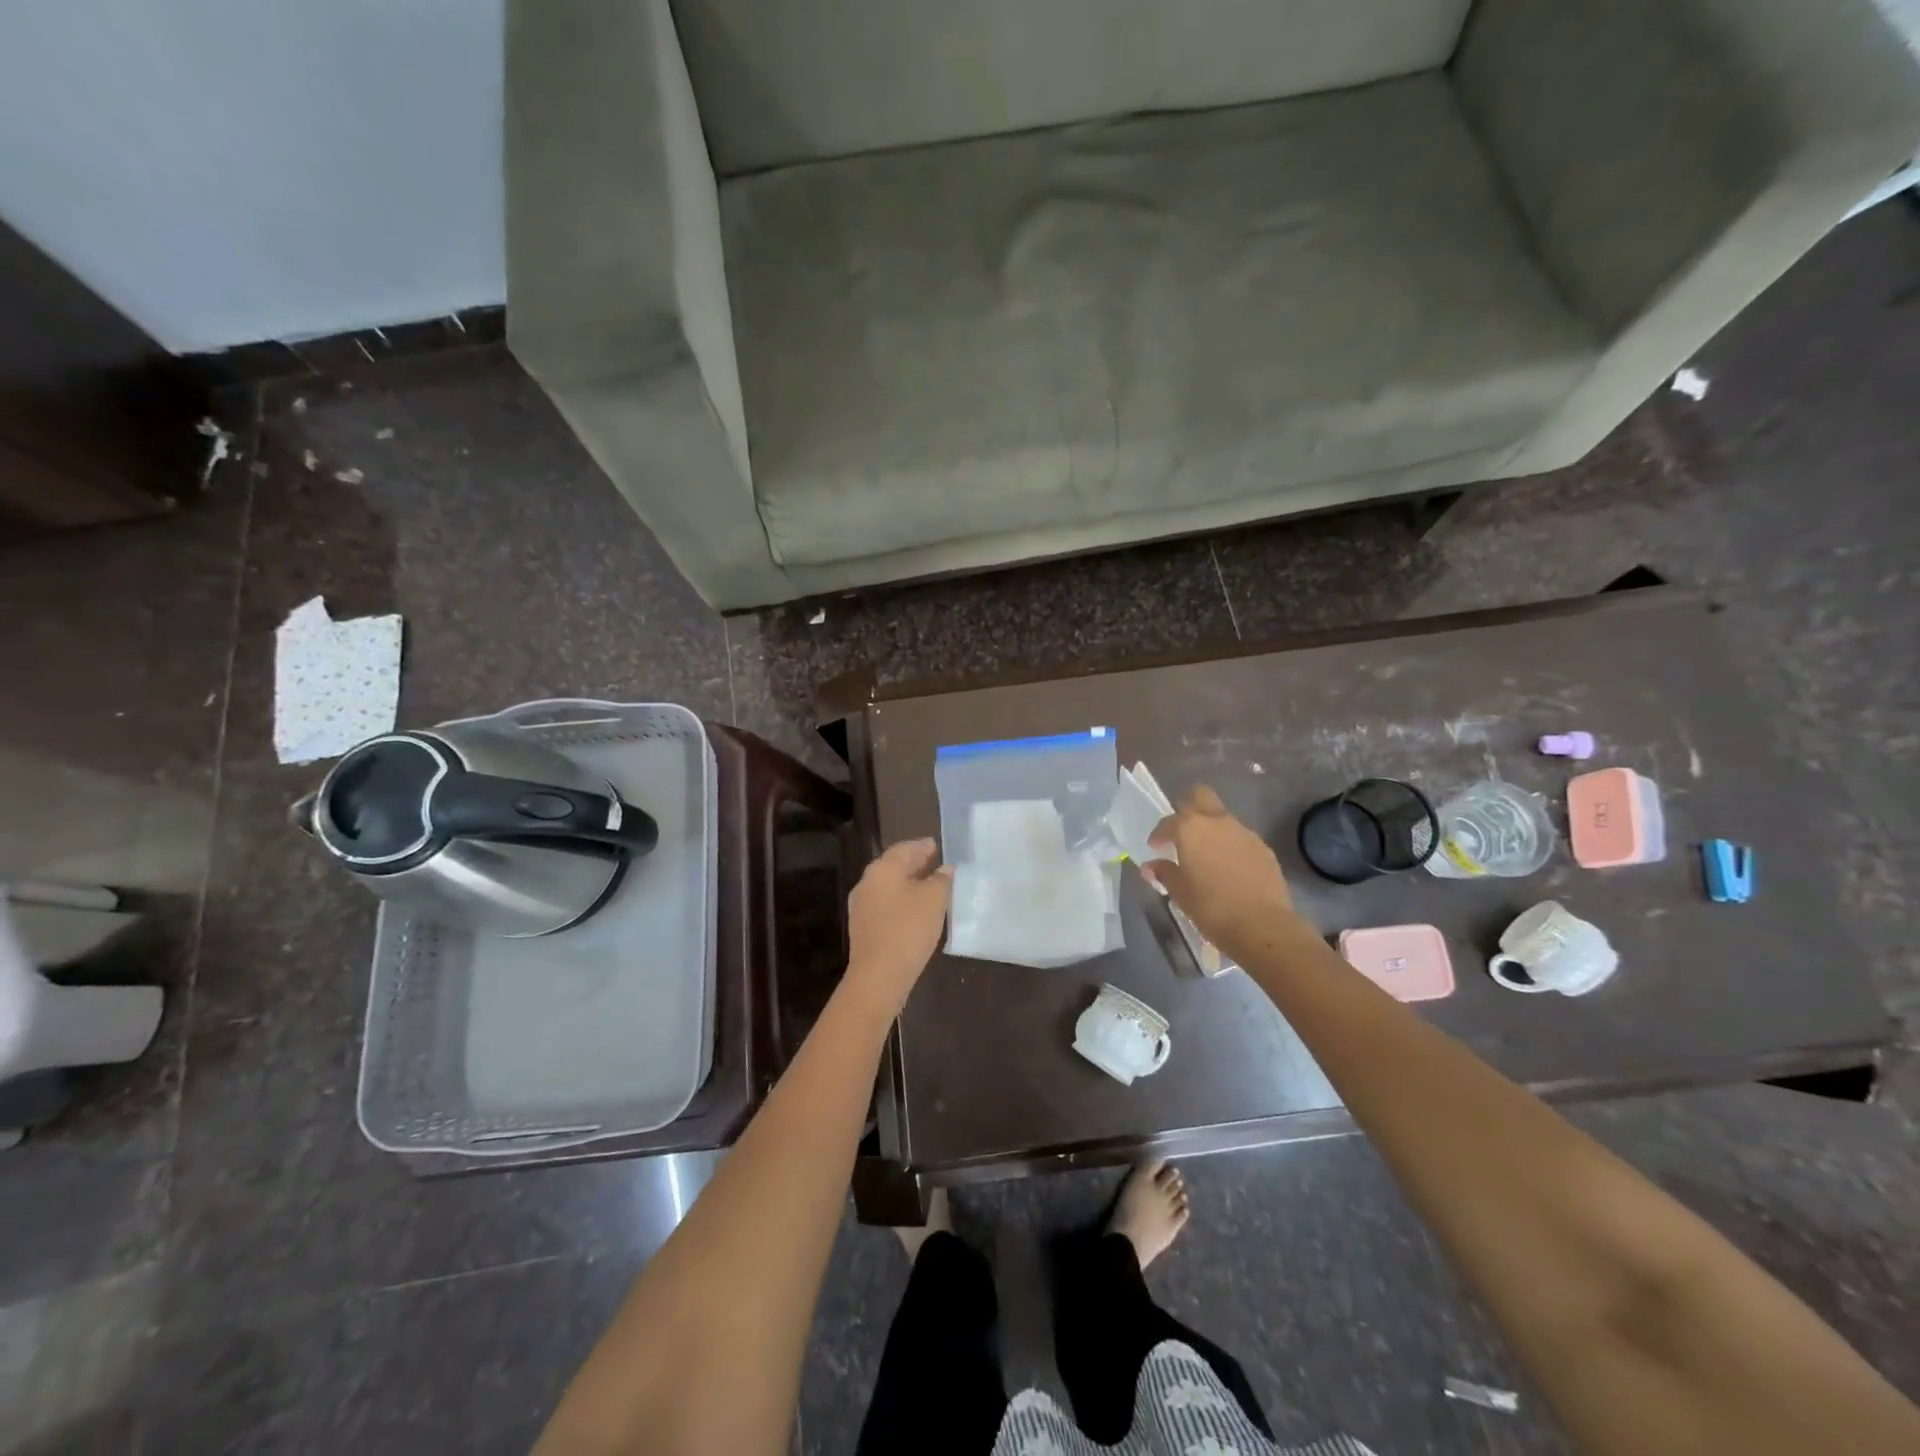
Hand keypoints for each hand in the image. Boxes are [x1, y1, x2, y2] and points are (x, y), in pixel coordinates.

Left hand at [843, 838, 953, 1016]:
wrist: (878, 976)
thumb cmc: (908, 929)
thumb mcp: (934, 900)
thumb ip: (941, 880)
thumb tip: (945, 869)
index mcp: (882, 869)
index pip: (905, 849)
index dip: (922, 846)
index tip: (936, 845)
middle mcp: (867, 882)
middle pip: (893, 866)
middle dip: (914, 864)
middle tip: (934, 862)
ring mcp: (862, 906)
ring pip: (889, 887)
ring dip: (908, 884)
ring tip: (929, 886)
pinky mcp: (863, 928)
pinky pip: (886, 905)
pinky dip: (901, 901)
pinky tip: (916, 910)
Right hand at [1144, 785, 1297, 957]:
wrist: (1261, 924)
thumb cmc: (1211, 906)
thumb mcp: (1179, 892)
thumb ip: (1164, 873)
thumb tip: (1151, 866)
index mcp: (1191, 828)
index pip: (1169, 821)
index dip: (1159, 834)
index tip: (1156, 848)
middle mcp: (1217, 822)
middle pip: (1201, 796)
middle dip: (1189, 808)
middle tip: (1183, 833)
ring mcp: (1244, 832)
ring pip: (1223, 818)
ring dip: (1212, 830)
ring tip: (1208, 856)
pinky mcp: (1264, 848)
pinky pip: (1241, 838)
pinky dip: (1231, 847)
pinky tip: (1230, 869)